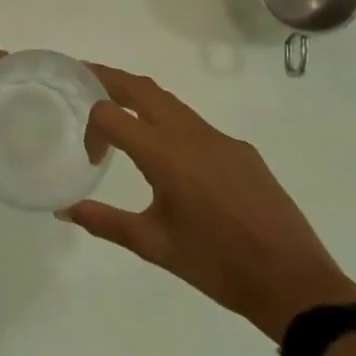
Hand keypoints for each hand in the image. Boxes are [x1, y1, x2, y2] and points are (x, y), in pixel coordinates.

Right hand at [60, 63, 355, 338]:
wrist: (292, 280)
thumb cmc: (216, 264)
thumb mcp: (154, 245)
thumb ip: (105, 222)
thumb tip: (64, 210)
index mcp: (164, 154)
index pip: (111, 113)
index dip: (91, 128)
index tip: (93, 159)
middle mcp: (190, 134)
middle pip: (142, 87)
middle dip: (110, 77)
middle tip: (84, 75)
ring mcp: (220, 139)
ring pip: (171, 102)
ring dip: (140, 97)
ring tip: (120, 107)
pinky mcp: (241, 150)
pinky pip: (196, 123)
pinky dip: (170, 121)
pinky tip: (171, 155)